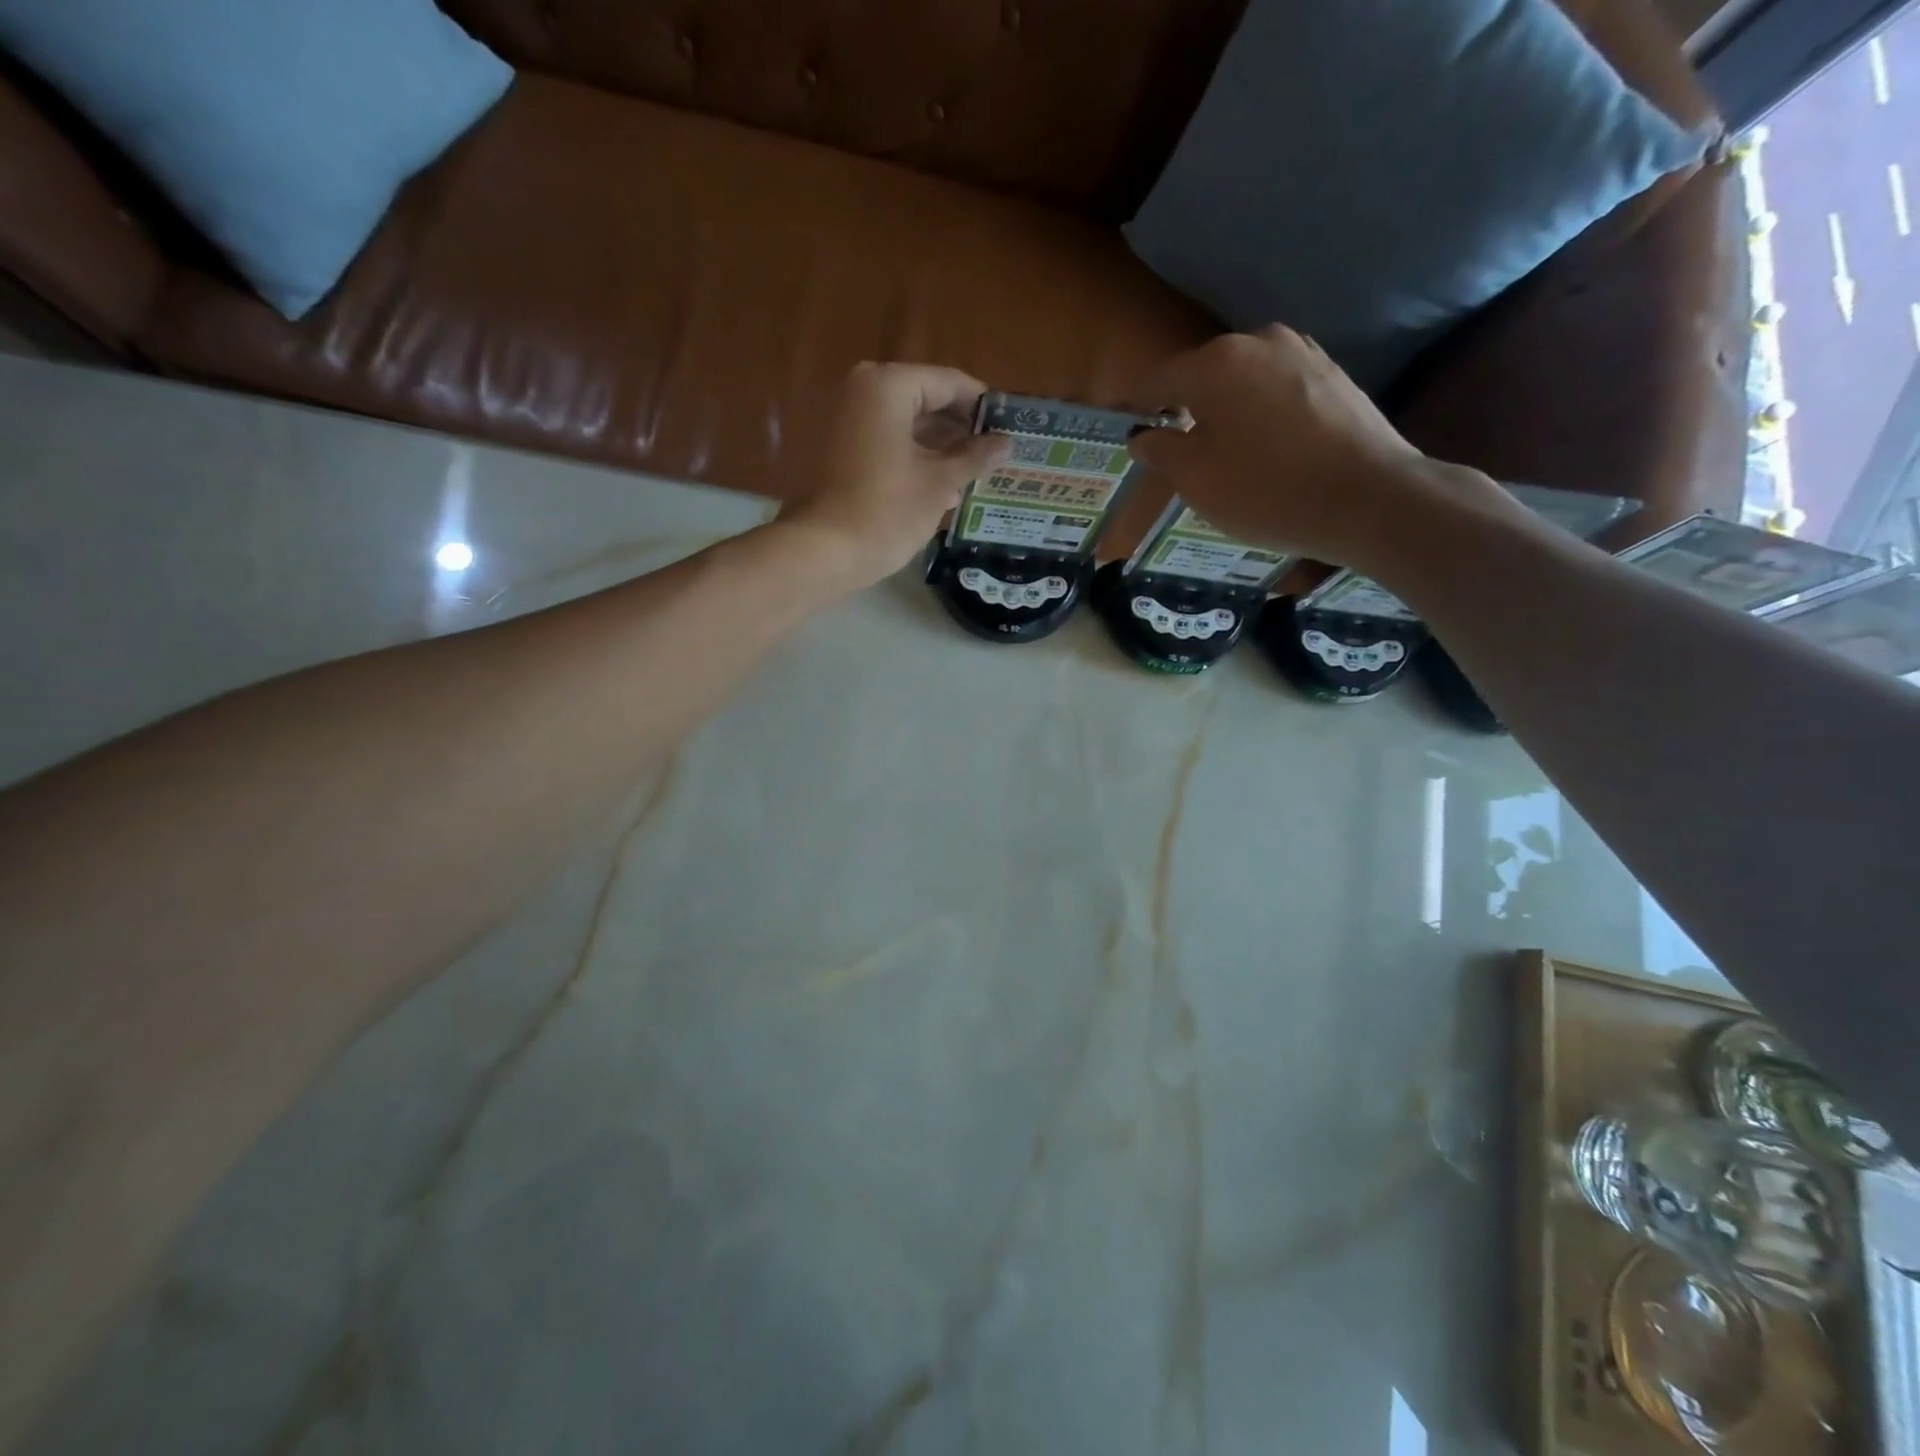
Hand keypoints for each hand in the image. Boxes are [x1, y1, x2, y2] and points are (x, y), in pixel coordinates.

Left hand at [782, 362, 1010, 588]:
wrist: (824, 551)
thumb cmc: (887, 511)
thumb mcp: (940, 483)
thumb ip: (975, 457)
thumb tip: (1006, 443)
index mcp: (888, 386)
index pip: (949, 383)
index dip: (982, 406)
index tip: (1009, 427)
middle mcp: (861, 390)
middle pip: (925, 400)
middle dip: (960, 429)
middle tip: (994, 454)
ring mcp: (844, 420)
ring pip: (905, 424)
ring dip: (939, 448)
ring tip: (974, 474)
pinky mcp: (837, 449)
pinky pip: (885, 442)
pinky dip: (912, 458)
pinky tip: (941, 487)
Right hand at [1127, 326, 1508, 571]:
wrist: (1368, 498)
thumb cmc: (1266, 490)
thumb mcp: (1196, 480)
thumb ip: (1161, 451)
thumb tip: (1143, 436)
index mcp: (1214, 363)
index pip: (1156, 381)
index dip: (1137, 409)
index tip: (1129, 435)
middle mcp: (1257, 341)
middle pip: (1202, 376)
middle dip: (1184, 410)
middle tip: (1179, 454)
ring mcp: (1301, 353)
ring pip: (1242, 382)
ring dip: (1226, 411)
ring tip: (1226, 455)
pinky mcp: (1333, 373)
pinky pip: (1277, 390)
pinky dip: (1261, 414)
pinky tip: (1268, 449)